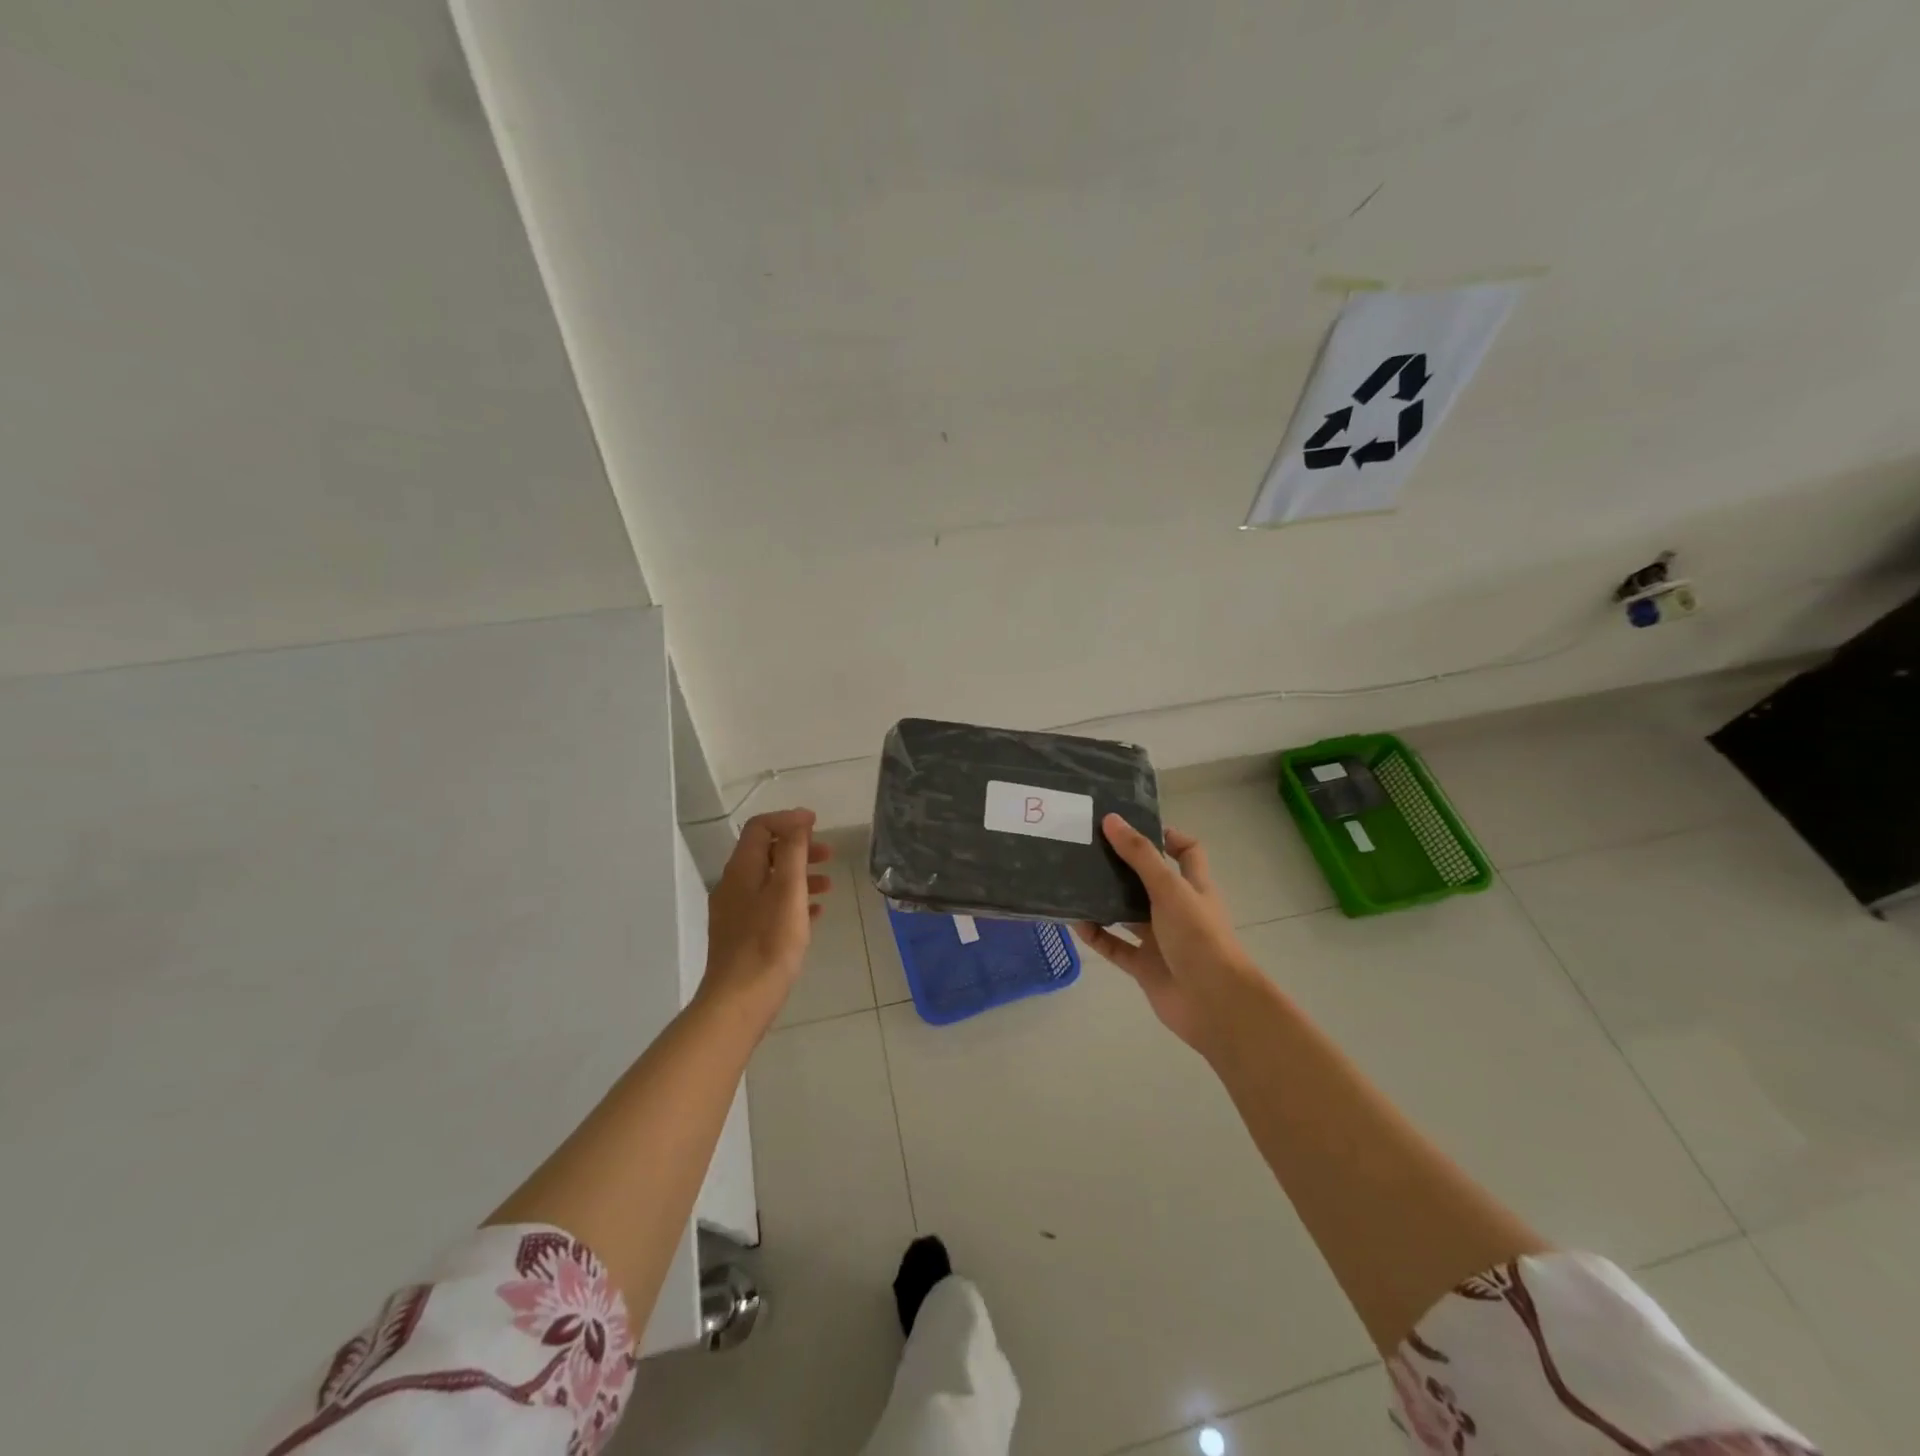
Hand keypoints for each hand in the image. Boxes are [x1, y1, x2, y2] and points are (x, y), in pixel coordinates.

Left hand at [700, 809, 830, 1027]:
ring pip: (770, 880)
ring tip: (829, 885)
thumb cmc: (769, 943)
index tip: (817, 824)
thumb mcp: (788, 890)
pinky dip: (793, 900)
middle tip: (829, 854)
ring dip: (799, 875)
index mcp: (741, 870)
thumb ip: (793, 851)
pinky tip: (814, 914)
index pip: (760, 827)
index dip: (789, 819)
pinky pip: (769, 906)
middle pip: (766, 852)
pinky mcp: (742, 935)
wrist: (739, 1001)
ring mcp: (735, 912)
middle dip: (798, 848)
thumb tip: (797, 820)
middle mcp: (733, 885)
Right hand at [1075, 814, 1268, 1054]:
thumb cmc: (1199, 937)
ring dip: (1104, 900)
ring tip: (1072, 879)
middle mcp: (1177, 909)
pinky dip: (1096, 935)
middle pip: (1148, 880)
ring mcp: (1160, 939)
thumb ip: (1139, 855)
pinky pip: (1114, 946)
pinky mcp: (1144, 966)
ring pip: (1127, 913)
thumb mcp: (1169, 889)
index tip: (1132, 827)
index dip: (1166, 837)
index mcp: (1193, 886)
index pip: (1186, 852)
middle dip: (1122, 866)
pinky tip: (1073, 921)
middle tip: (1088, 848)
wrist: (1214, 1003)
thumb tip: (1111, 819)